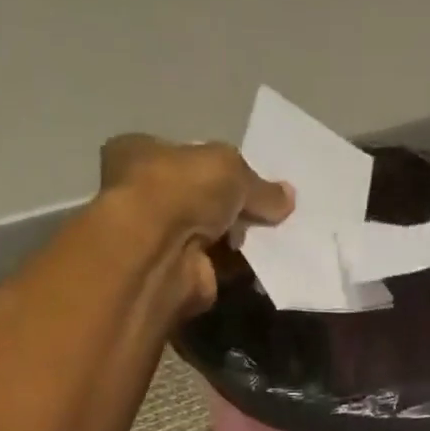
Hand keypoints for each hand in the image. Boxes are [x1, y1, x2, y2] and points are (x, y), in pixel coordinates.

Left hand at [98, 135, 292, 319]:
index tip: (250, 175)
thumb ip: (259, 185)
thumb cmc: (181, 190)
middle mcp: (145, 197)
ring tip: (279, 234)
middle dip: (234, 205)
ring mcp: (162, 241)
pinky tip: (270, 261)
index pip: (184, 156)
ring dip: (242, 237)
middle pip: (201, 198)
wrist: (161, 254)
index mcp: (140, 154)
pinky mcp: (181, 277)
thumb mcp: (229, 168)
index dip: (217, 165)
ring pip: (213, 235)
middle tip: (271, 209)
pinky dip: (243, 265)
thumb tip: (288, 197)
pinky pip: (221, 267)